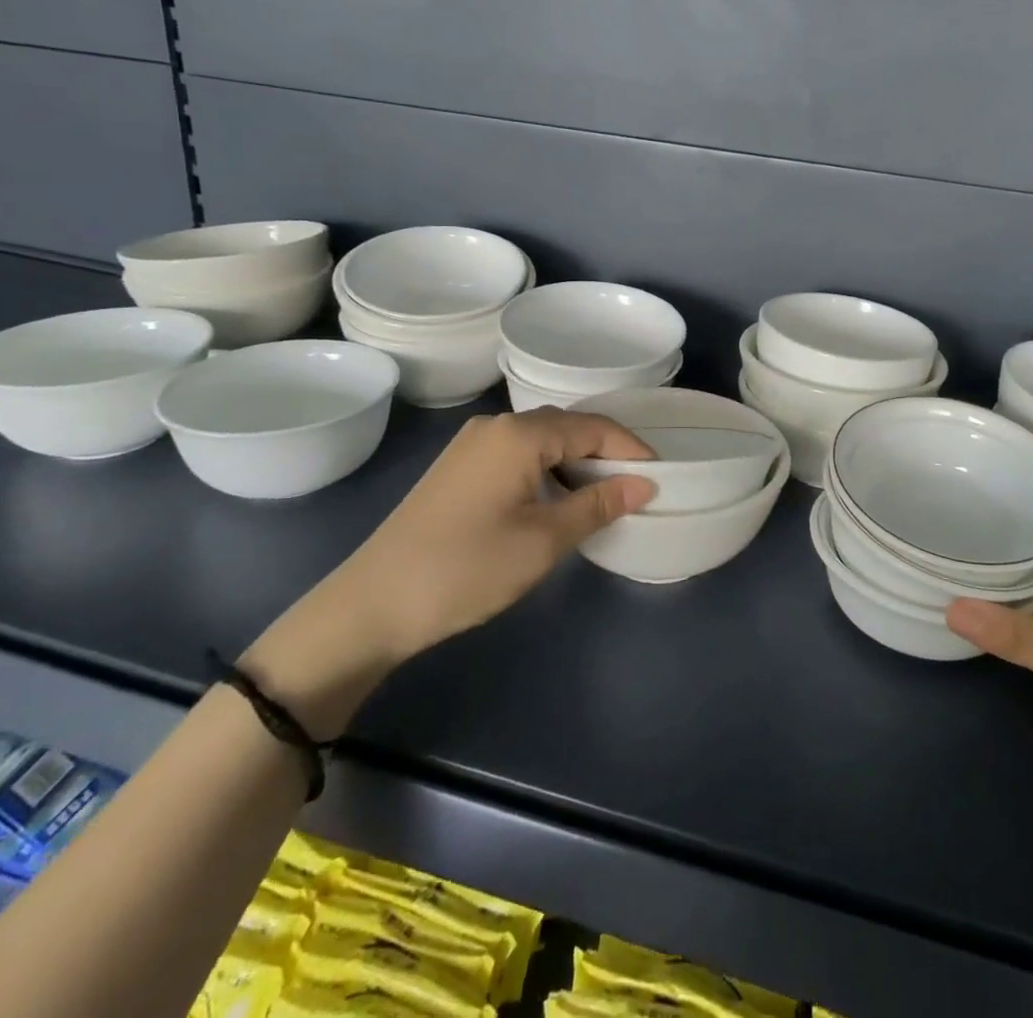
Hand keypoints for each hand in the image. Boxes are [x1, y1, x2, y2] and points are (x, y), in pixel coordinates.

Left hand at [244, 410, 654, 737]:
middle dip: (606, 452)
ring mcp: (471, 445)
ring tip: (603, 496)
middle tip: (636, 487)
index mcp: (519, 434)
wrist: (371, 606)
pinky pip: (517, 454)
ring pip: (542, 440)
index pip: (593, 426)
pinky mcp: (458, 468)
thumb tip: (644, 484)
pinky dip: (548, 470)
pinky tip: (557, 500)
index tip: (661, 476)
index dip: (631, 449)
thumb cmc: (466, 569)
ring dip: (576, 462)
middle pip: (567, 426)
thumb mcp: (543, 541)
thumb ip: (598, 505)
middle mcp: (495, 426)